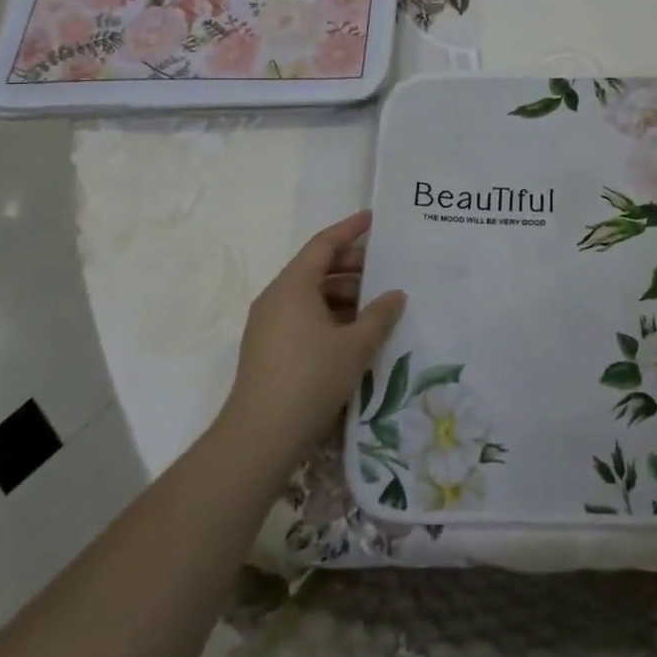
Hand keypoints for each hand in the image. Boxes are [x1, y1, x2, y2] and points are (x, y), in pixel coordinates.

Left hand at [223, 210, 405, 466]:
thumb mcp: (355, 346)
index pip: (323, 244)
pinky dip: (330, 316)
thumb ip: (380, 315)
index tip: (373, 218)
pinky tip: (355, 334)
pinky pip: (304, 317)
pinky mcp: (269, 349)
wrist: (260, 437)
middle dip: (352, 267)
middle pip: (317, 269)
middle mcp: (276, 298)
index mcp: (293, 286)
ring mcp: (268, 324)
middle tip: (386, 270)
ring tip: (377, 307)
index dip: (349, 229)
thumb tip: (396, 294)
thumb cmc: (310, 379)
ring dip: (344, 295)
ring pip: (311, 296)